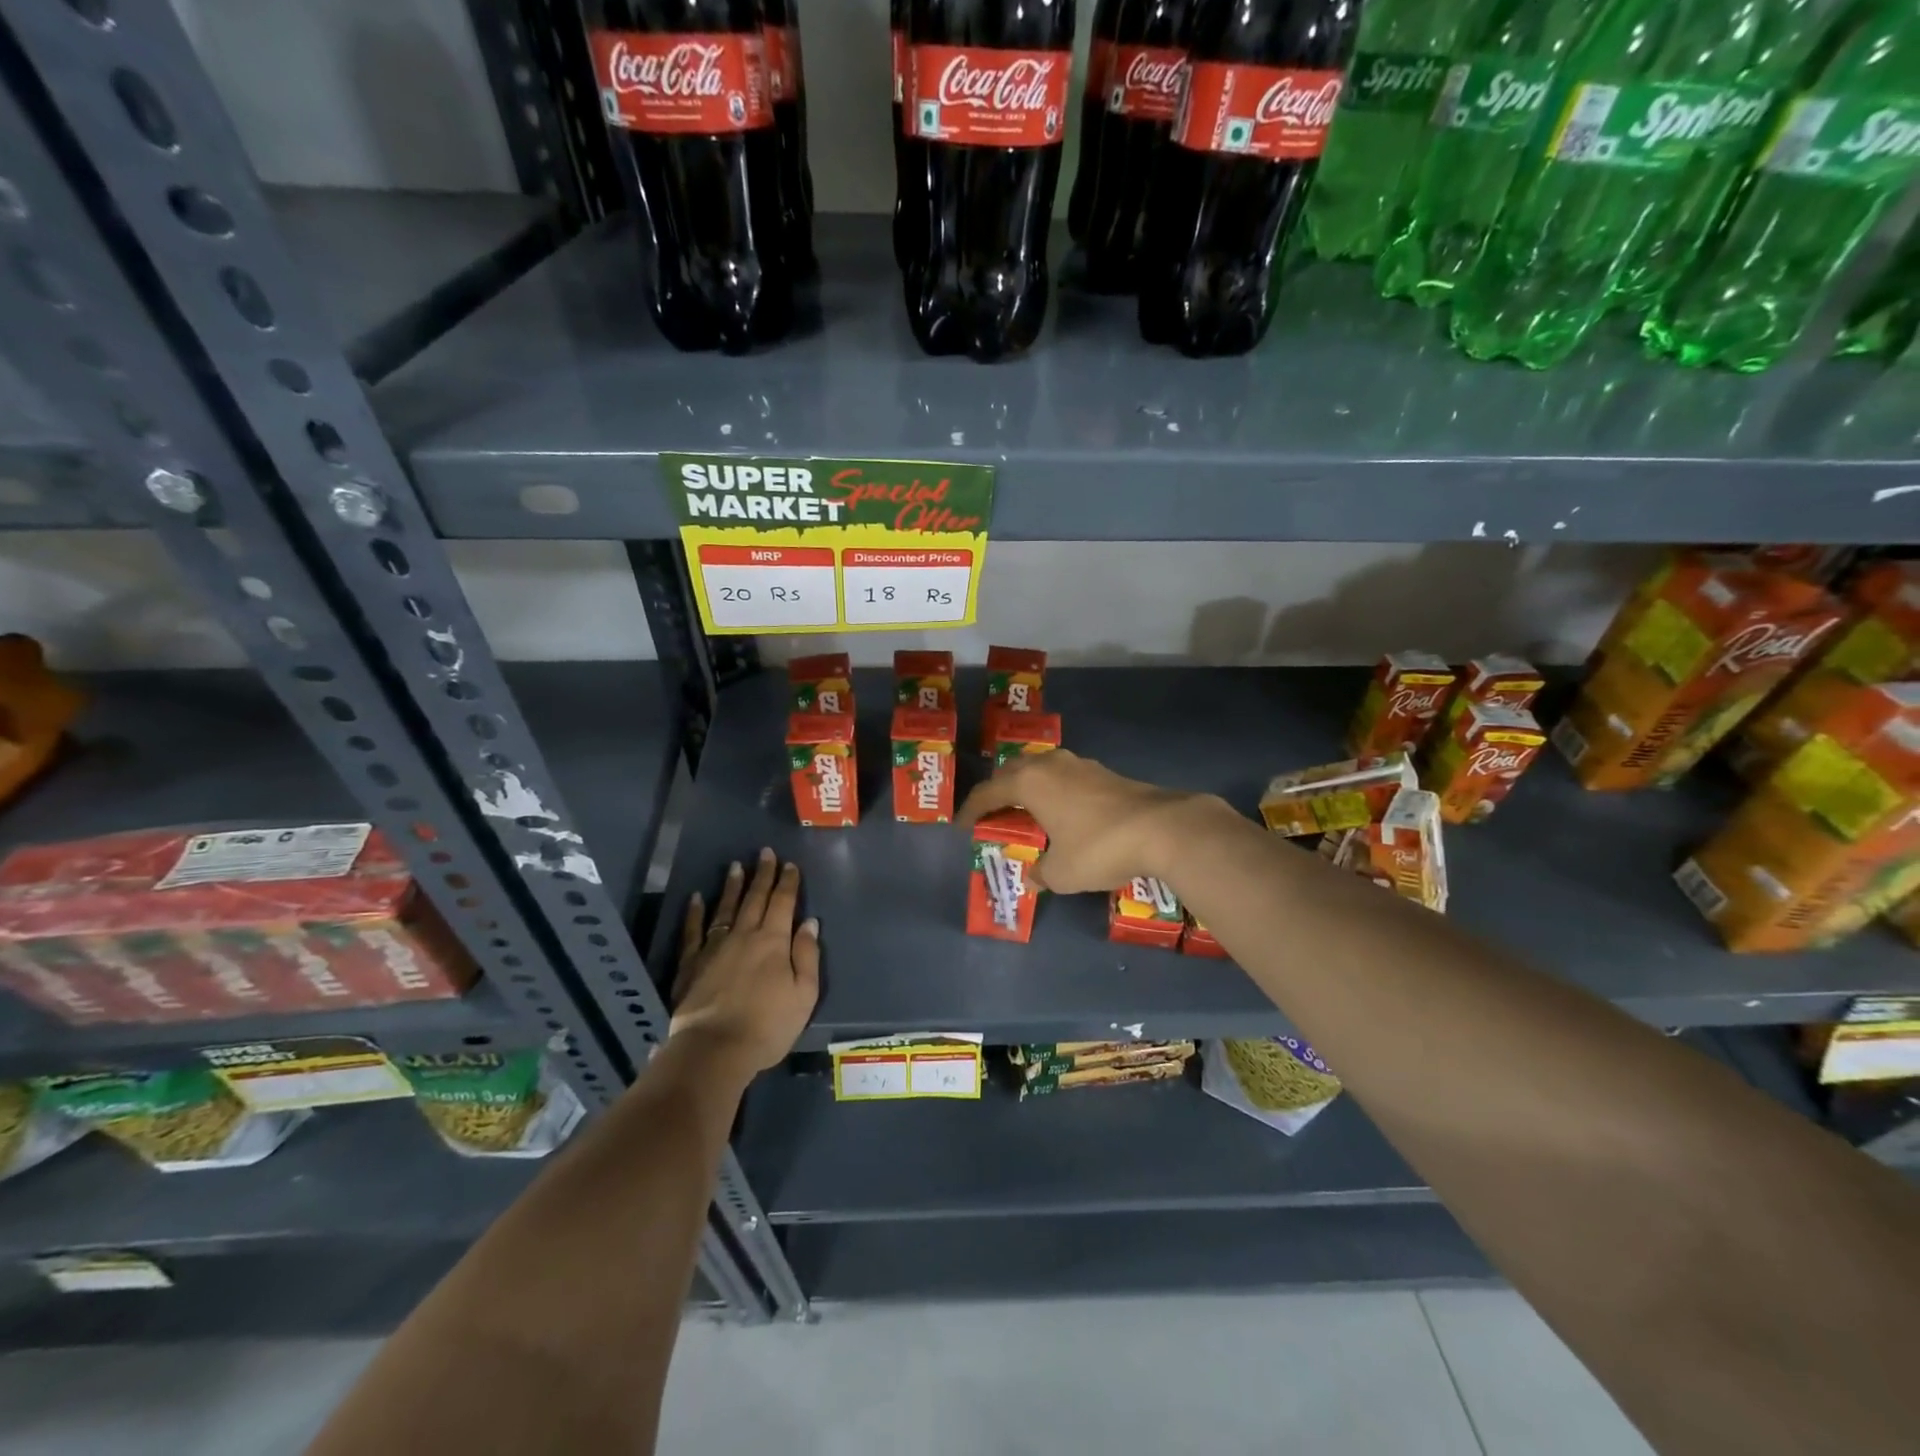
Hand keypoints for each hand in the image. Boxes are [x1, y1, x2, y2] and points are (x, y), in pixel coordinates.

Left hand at [670, 848, 819, 1077]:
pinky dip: (695, 912)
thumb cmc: (768, 1025)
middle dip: (763, 874)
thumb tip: (809, 923)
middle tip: (765, 853)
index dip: (788, 882)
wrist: (714, 1048)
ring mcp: (715, 947)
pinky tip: (696, 898)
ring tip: (736, 866)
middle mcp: (744, 935)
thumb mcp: (804, 995)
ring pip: (726, 907)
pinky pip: (693, 930)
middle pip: (755, 898)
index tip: (790, 864)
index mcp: (774, 941)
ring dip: (732, 885)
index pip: (783, 903)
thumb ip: (807, 956)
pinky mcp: (691, 963)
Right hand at [957, 749, 1220, 894]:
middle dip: (998, 791)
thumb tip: (1033, 877)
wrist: (1163, 829)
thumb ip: (1040, 873)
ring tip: (1024, 809)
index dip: (971, 810)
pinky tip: (1062, 811)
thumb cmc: (1099, 847)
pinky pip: (1065, 777)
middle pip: (1013, 772)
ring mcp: (1081, 765)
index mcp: (1030, 782)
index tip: (960, 826)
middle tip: (991, 813)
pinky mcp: (1105, 773)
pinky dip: (1054, 791)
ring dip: (1028, 787)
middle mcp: (1051, 765)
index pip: (988, 792)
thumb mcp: (1061, 872)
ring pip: (1042, 769)